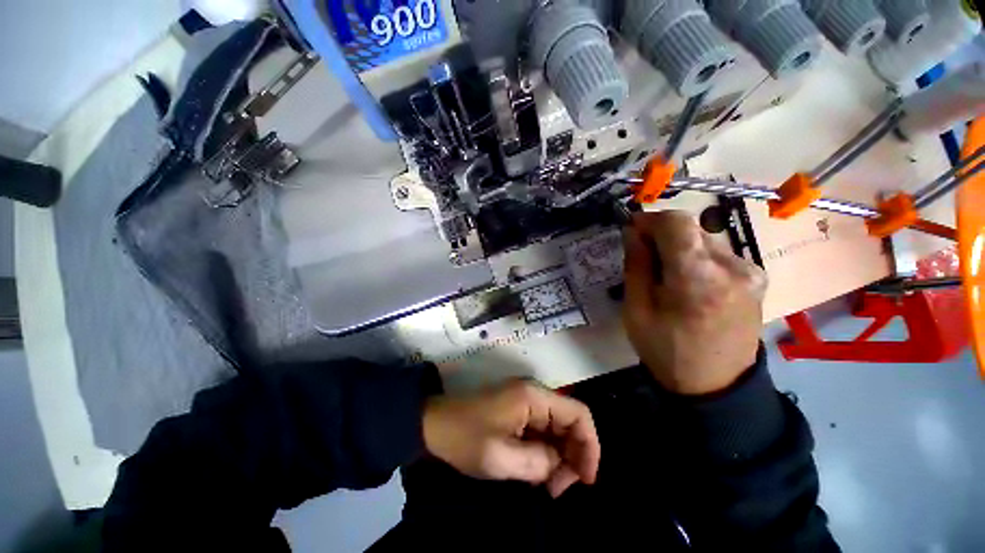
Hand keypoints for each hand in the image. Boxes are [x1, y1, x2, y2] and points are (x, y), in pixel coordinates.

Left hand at [422, 380, 599, 497]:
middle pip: (570, 421)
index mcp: (533, 396)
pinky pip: (543, 430)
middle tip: (558, 489)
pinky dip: (546, 452)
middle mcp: (534, 393)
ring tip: (547, 485)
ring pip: (558, 428)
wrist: (435, 424)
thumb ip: (539, 461)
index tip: (586, 480)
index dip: (590, 446)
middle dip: (572, 456)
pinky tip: (538, 471)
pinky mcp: (518, 410)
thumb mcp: (502, 458)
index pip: (578, 413)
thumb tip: (559, 464)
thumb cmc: (466, 438)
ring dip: (559, 457)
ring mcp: (526, 401)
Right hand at [622, 210, 766, 395]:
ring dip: (679, 247)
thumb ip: (636, 266)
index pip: (676, 222)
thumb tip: (633, 232)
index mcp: (698, 278)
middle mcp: (732, 267)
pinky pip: (718, 253)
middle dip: (662, 236)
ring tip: (667, 276)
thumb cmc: (667, 351)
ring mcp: (751, 271)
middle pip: (691, 228)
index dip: (650, 220)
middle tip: (645, 259)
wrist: (717, 385)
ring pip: (704, 238)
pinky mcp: (757, 277)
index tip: (632, 231)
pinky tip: (689, 282)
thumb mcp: (636, 310)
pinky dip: (696, 257)